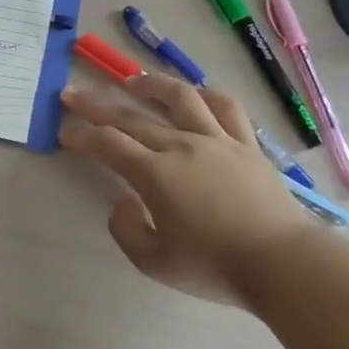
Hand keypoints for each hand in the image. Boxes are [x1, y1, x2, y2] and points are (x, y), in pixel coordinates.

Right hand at [59, 74, 317, 305]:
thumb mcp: (155, 263)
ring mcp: (217, 140)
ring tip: (132, 81)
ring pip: (180, 98)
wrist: (284, 265)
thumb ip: (126, 230)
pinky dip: (205, 95)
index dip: (81, 135)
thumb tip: (120, 201)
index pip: (108, 144)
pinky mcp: (247, 145)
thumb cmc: (216, 267)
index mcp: (156, 174)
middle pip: (132, 116)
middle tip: (72, 95)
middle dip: (96, 105)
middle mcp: (182, 146)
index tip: (64, 132)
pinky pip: (226, 108)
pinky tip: (194, 94)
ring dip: (151, 85)